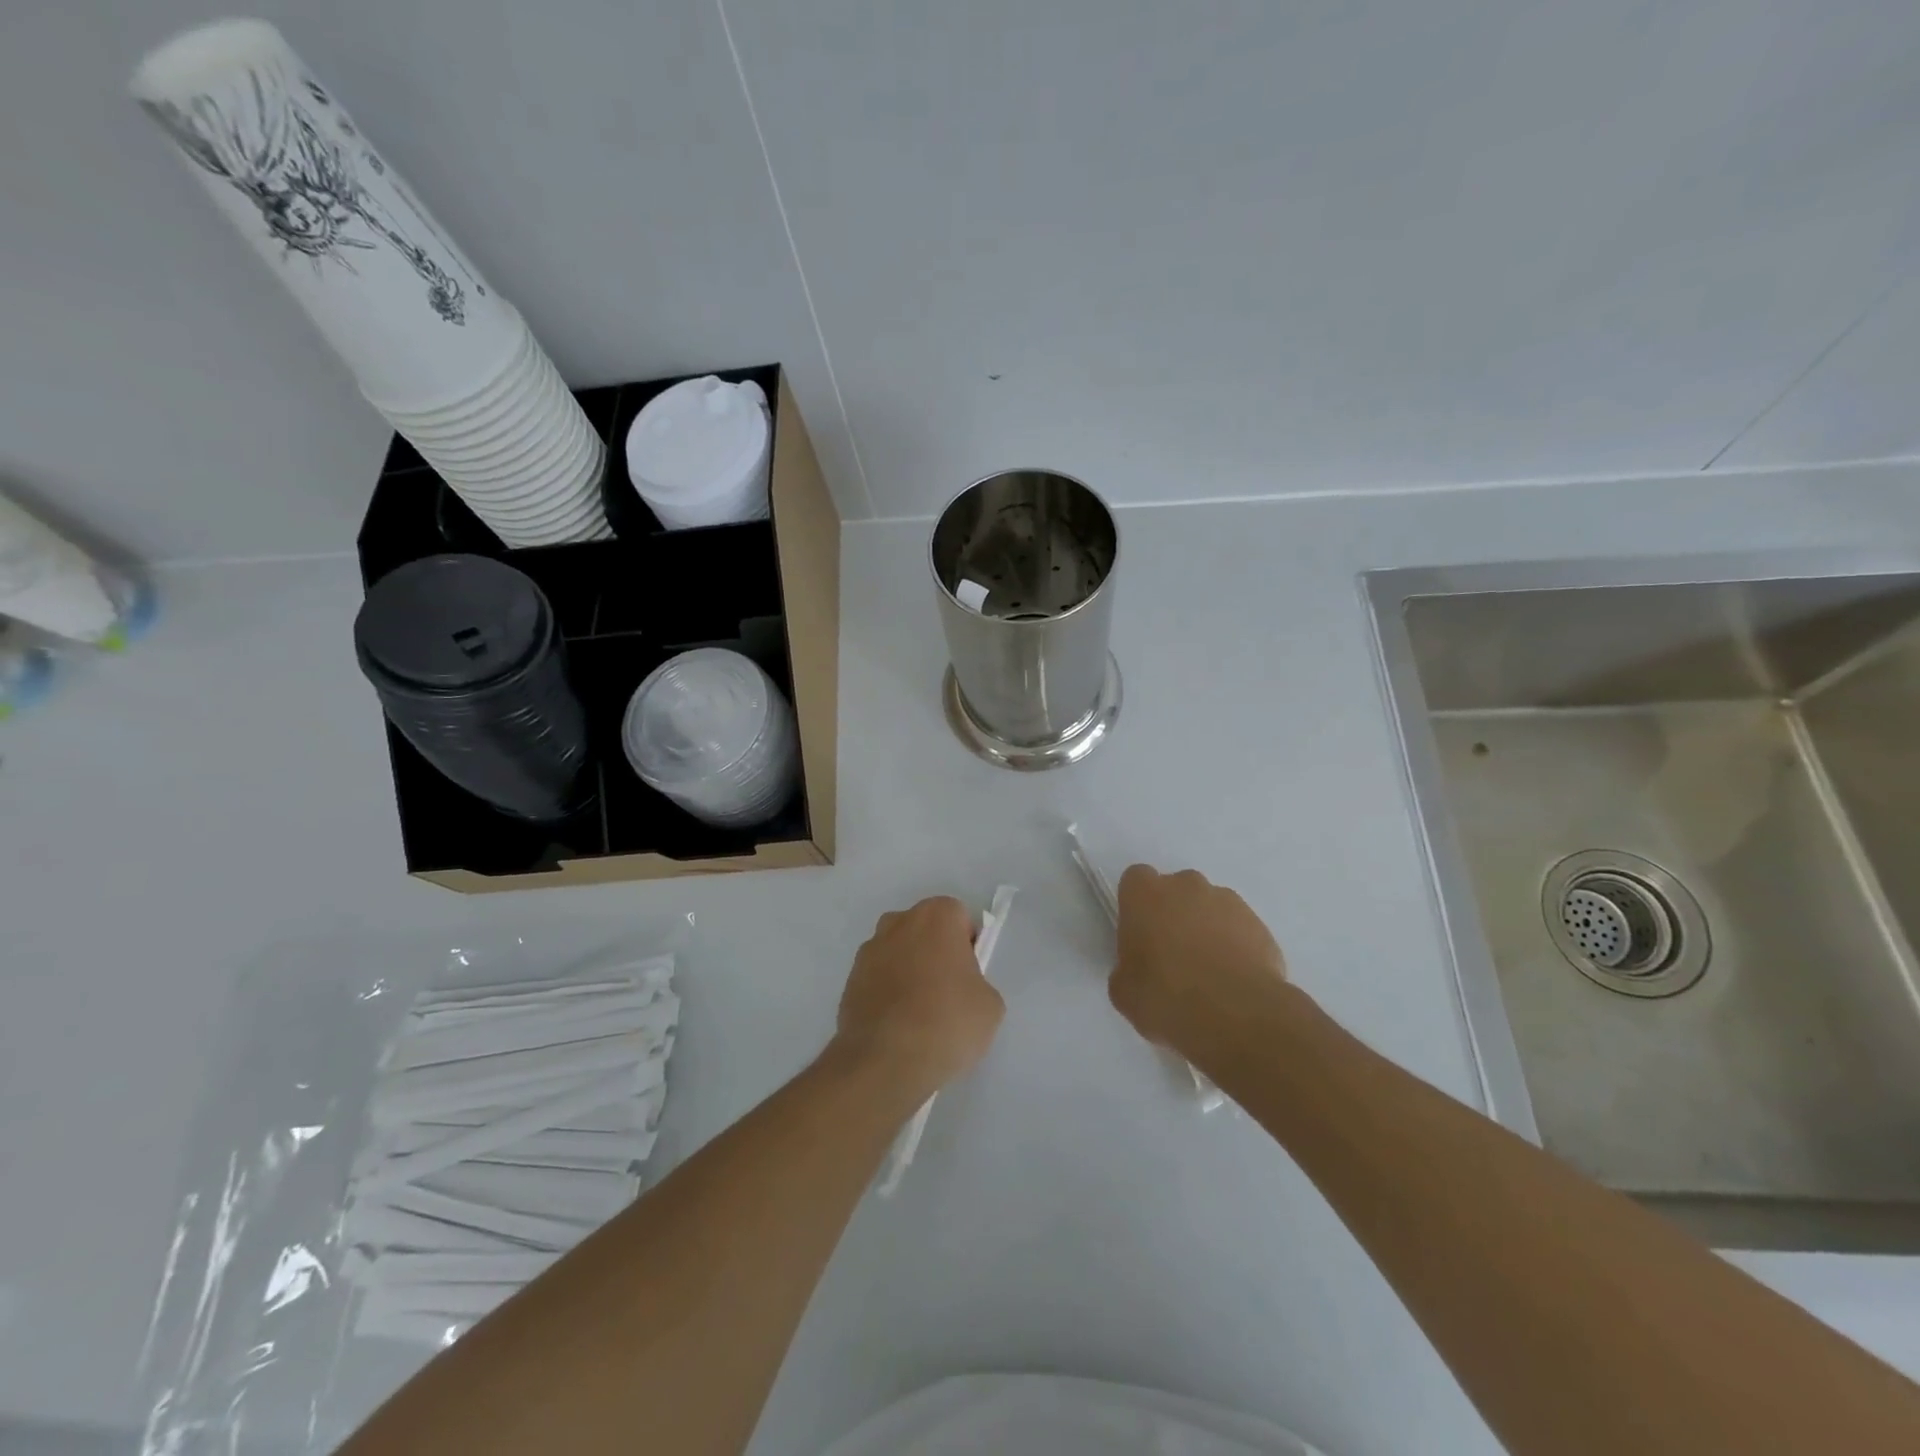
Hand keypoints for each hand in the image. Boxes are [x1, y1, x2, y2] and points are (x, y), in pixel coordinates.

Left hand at [835, 896, 1004, 1093]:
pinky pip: (878, 978)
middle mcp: (898, 922)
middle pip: (925, 930)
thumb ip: (978, 983)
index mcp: (936, 916)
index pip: (959, 917)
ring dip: (908, 970)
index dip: (968, 945)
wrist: (885, 1062)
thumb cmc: (947, 1022)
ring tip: (919, 1015)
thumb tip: (960, 990)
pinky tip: (897, 1026)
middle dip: (935, 952)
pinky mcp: (849, 980)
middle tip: (948, 993)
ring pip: (898, 952)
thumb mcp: (990, 1005)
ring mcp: (868, 950)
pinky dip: (887, 992)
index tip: (970, 976)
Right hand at [1108, 865, 1287, 1054]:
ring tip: (1208, 973)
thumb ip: (1126, 970)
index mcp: (1145, 894)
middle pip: (1176, 890)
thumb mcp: (1124, 992)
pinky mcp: (1259, 925)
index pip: (1135, 880)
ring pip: (1210, 907)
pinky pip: (1239, 929)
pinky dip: (1235, 946)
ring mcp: (1227, 901)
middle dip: (1174, 914)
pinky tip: (1233, 981)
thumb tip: (1137, 972)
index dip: (1137, 906)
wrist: (1238, 1016)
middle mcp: (1186, 886)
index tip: (1139, 935)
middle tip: (1172, 956)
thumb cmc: (1167, 997)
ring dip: (1206, 929)